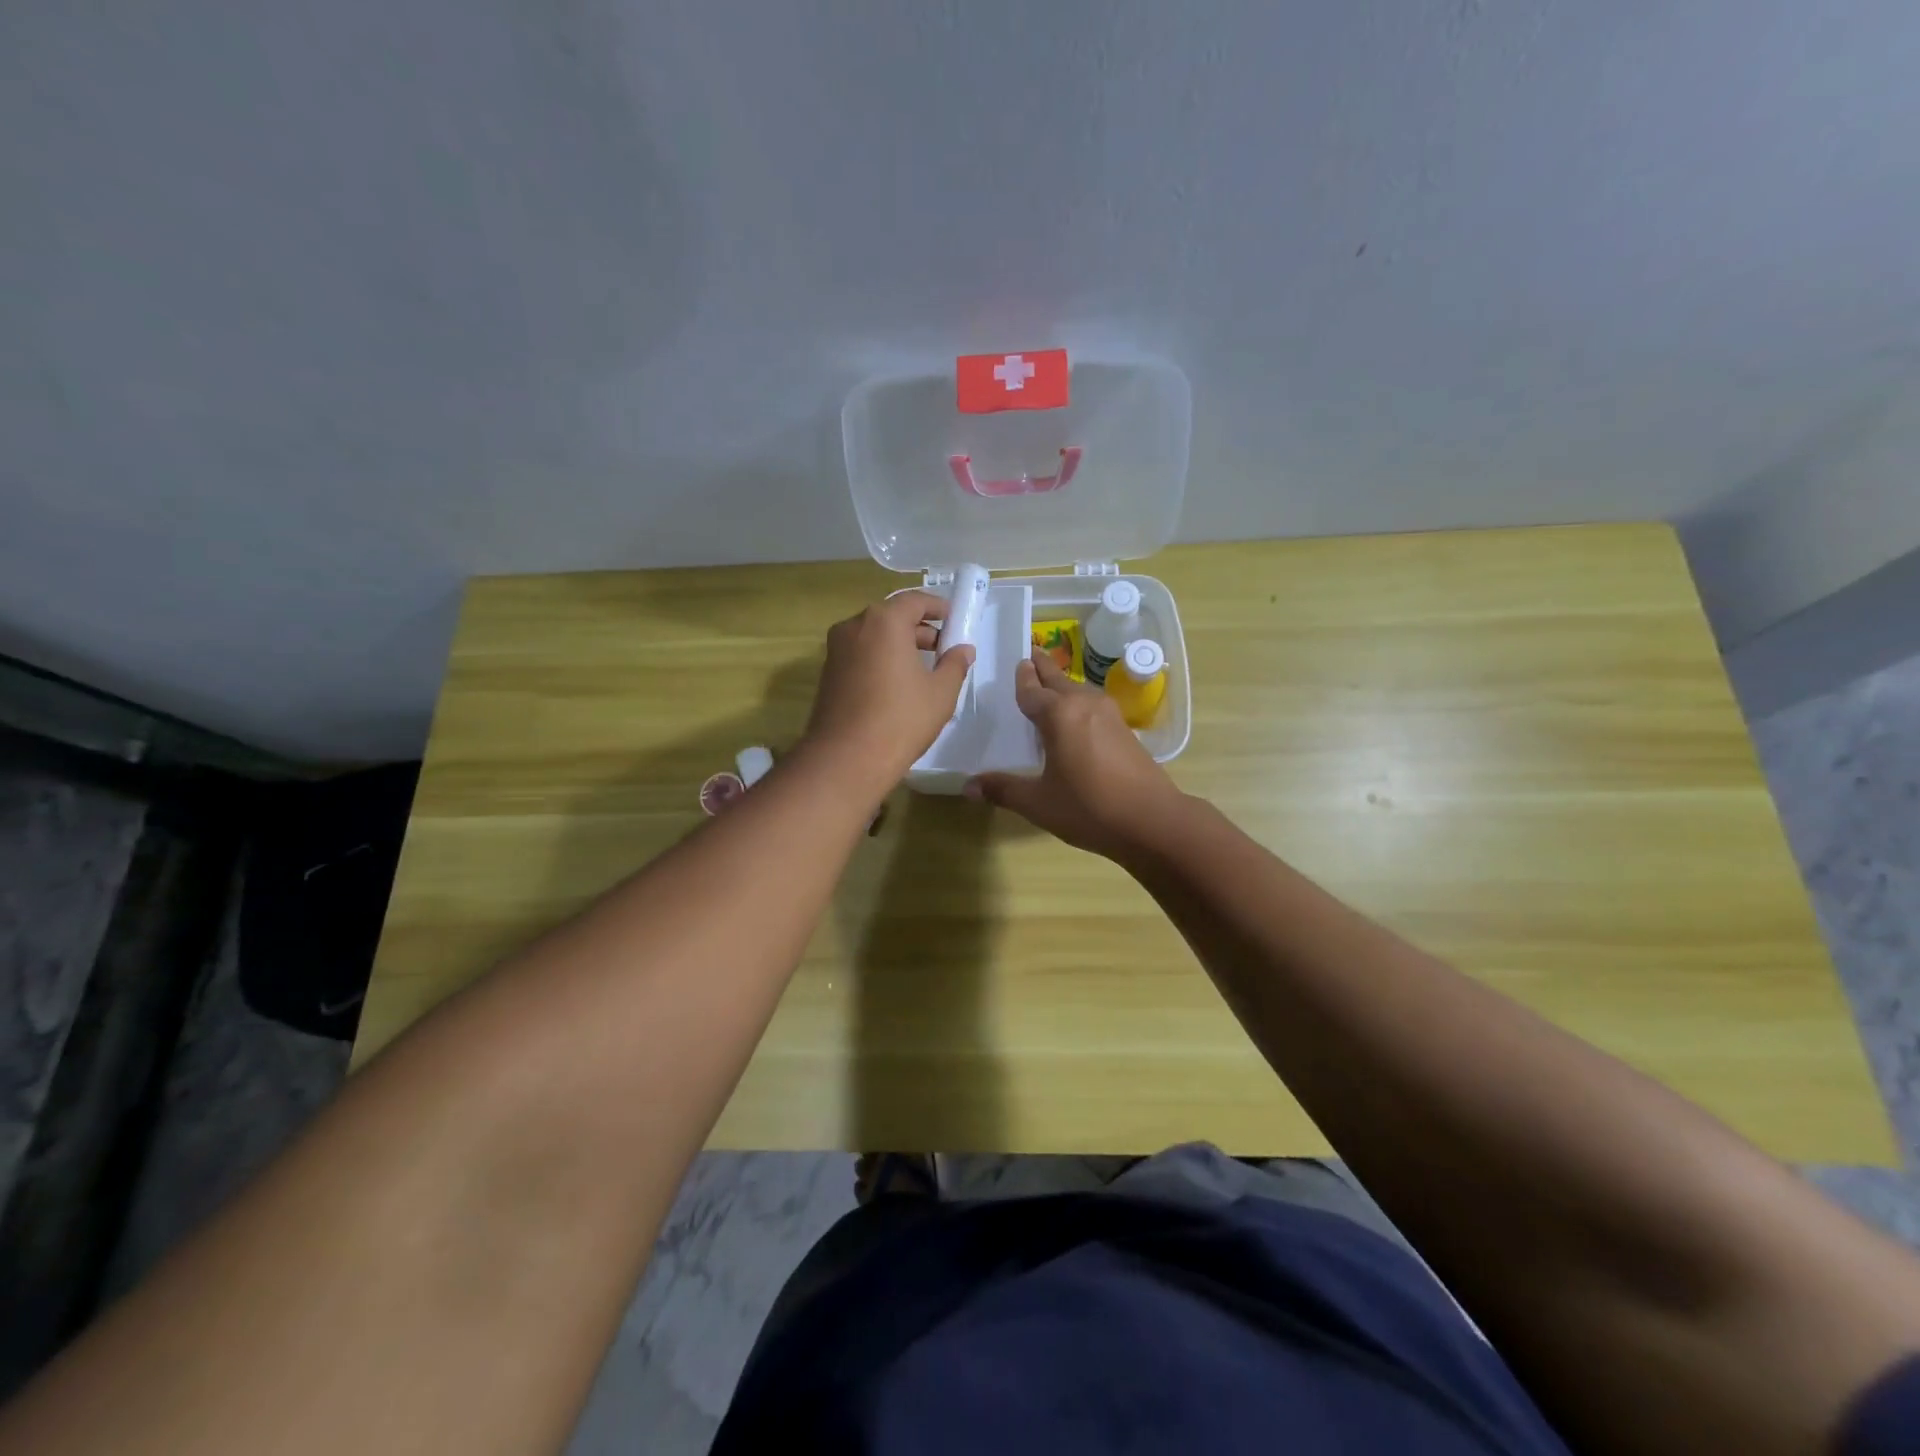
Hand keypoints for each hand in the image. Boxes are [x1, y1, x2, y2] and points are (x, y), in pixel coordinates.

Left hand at [800, 591, 973, 792]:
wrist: (846, 758)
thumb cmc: (901, 719)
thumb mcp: (941, 692)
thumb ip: (955, 664)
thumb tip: (963, 649)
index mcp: (884, 621)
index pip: (915, 600)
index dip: (938, 607)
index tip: (954, 620)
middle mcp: (855, 626)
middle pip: (892, 616)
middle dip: (919, 629)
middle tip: (943, 648)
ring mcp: (836, 650)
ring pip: (874, 636)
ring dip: (899, 645)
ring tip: (923, 669)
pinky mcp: (828, 673)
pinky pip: (860, 654)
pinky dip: (881, 659)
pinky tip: (897, 685)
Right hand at [967, 649, 1184, 859]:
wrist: (1152, 820)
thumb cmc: (1089, 808)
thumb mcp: (1038, 802)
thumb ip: (1003, 790)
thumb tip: (967, 786)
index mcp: (1058, 714)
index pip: (1031, 689)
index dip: (1021, 677)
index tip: (1016, 660)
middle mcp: (1083, 705)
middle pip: (1058, 679)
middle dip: (1042, 668)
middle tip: (1030, 654)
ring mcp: (1108, 715)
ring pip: (1078, 690)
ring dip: (1062, 685)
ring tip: (1048, 685)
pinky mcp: (1124, 729)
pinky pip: (1092, 705)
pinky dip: (1077, 703)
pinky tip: (1074, 718)